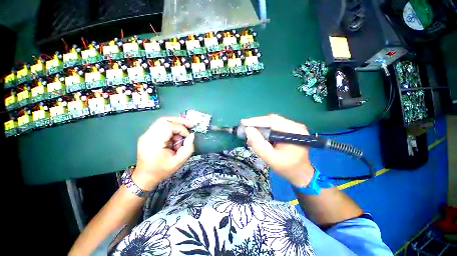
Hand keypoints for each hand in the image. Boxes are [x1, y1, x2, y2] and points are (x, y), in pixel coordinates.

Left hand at [132, 117, 194, 190]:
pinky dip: (171, 129)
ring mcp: (146, 135)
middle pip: (164, 120)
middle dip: (179, 121)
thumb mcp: (179, 161)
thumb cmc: (162, 170)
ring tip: (182, 134)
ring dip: (175, 125)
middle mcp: (147, 136)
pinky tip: (175, 136)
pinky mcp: (147, 135)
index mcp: (154, 143)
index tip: (188, 137)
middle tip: (190, 124)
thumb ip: (188, 147)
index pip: (168, 126)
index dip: (181, 129)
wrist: (145, 177)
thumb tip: (191, 135)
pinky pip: (161, 127)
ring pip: (162, 122)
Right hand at [241, 114, 313, 187]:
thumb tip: (247, 130)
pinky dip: (264, 129)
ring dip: (260, 126)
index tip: (243, 122)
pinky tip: (258, 134)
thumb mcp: (271, 159)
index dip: (256, 121)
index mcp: (295, 132)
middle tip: (244, 128)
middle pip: (272, 119)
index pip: (273, 121)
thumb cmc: (287, 168)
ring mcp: (293, 126)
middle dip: (257, 123)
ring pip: (272, 121)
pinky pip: (274, 125)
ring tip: (249, 131)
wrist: (300, 173)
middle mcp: (295, 125)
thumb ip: (259, 145)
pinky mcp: (289, 128)